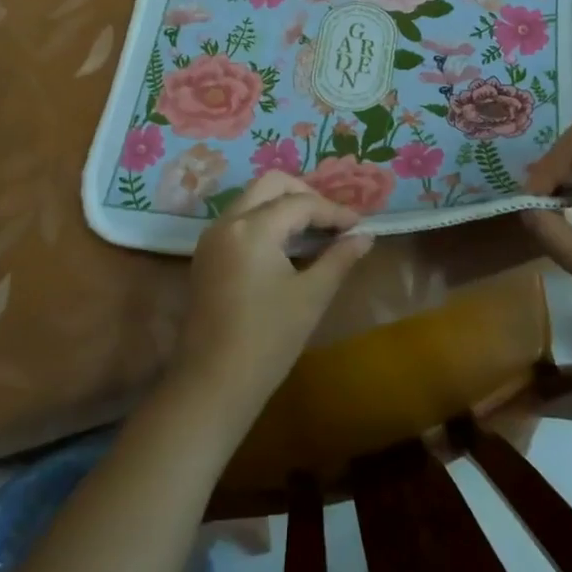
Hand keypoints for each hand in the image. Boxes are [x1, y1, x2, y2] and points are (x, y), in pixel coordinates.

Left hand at [168, 171, 373, 427]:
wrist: (212, 387)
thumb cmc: (267, 341)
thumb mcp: (311, 297)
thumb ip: (339, 259)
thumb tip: (365, 236)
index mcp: (252, 228)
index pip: (300, 203)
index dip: (334, 211)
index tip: (359, 225)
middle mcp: (228, 222)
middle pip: (270, 184)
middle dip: (304, 194)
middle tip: (332, 220)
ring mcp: (212, 238)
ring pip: (252, 199)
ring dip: (284, 205)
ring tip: (315, 231)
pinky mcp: (206, 256)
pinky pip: (240, 220)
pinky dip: (265, 220)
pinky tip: (287, 246)